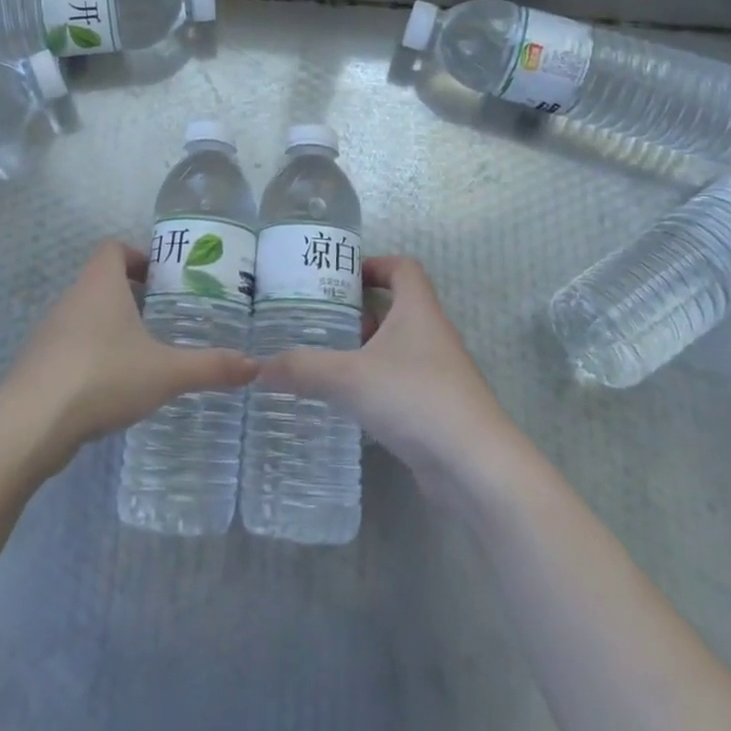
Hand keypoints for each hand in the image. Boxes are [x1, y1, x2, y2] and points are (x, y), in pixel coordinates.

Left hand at [0, 241, 256, 475]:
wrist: (30, 424)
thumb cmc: (102, 377)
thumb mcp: (166, 372)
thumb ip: (211, 367)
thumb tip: (256, 366)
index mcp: (99, 285)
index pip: (113, 249)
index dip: (137, 256)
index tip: (163, 279)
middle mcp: (70, 299)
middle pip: (101, 282)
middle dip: (132, 297)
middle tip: (165, 319)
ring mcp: (49, 333)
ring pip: (85, 316)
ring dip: (111, 329)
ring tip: (144, 355)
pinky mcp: (38, 365)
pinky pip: (71, 348)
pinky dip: (92, 357)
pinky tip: (112, 388)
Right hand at [255, 255, 520, 507]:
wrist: (474, 467)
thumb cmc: (415, 399)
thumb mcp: (348, 377)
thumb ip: (301, 368)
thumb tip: (256, 367)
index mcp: (418, 311)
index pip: (403, 268)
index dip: (373, 264)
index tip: (338, 276)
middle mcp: (431, 335)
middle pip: (395, 307)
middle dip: (356, 310)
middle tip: (315, 318)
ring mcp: (436, 373)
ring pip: (395, 347)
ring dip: (362, 348)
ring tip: (321, 357)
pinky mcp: (435, 408)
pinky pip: (398, 381)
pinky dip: (372, 382)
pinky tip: (345, 399)